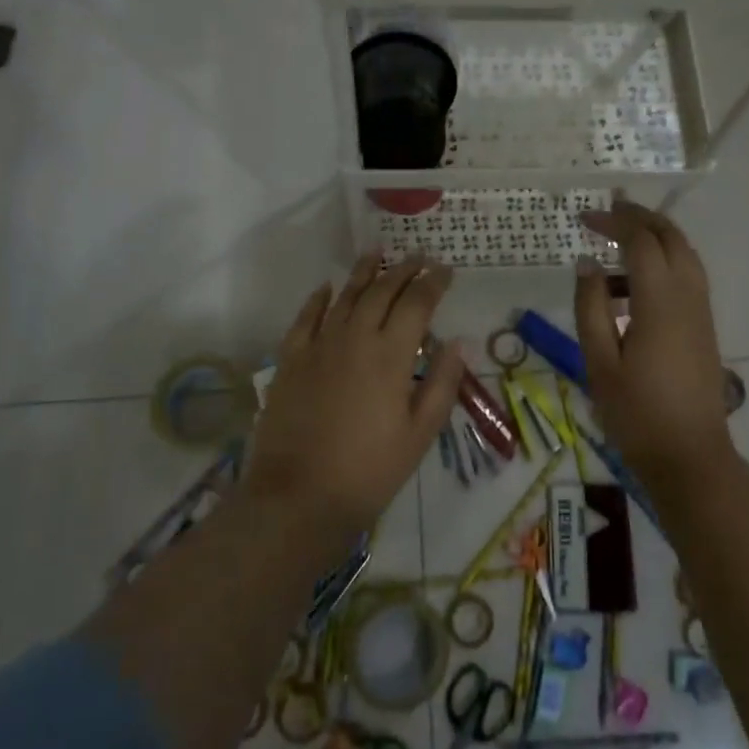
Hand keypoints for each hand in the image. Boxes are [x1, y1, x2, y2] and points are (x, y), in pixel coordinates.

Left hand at [247, 253, 464, 535]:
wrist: (298, 497)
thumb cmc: (369, 471)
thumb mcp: (419, 434)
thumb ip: (441, 384)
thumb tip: (458, 342)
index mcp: (391, 355)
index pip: (417, 303)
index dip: (434, 283)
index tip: (446, 270)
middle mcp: (355, 337)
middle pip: (382, 290)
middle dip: (404, 270)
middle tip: (419, 256)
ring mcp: (319, 346)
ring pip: (345, 296)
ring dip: (363, 271)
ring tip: (376, 252)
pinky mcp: (290, 360)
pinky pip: (306, 317)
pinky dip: (318, 298)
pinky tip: (327, 286)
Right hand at [575, 202, 734, 487]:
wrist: (691, 456)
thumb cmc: (636, 413)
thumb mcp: (599, 362)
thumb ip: (590, 308)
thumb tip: (586, 264)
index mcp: (660, 302)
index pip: (641, 242)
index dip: (614, 223)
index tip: (585, 218)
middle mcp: (688, 296)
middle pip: (671, 237)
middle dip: (640, 218)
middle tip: (608, 213)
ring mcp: (701, 311)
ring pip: (684, 255)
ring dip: (654, 238)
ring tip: (616, 246)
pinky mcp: (704, 326)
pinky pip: (687, 277)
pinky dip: (663, 263)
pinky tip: (632, 288)